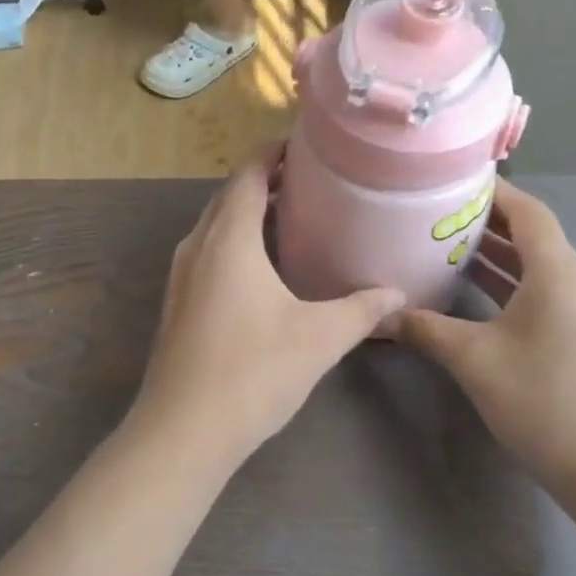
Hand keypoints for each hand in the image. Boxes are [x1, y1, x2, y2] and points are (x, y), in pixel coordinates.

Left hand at [134, 150, 404, 470]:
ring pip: (215, 225)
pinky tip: (262, 266)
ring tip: (290, 215)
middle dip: (263, 180)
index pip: (247, 174)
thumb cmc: (252, 372)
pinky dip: (234, 241)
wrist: (182, 429)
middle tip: (308, 179)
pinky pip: (208, 252)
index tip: (303, 145)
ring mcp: (181, 275)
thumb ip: (361, 310)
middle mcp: (198, 246)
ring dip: (247, 212)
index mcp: (228, 238)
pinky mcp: (178, 302)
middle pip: (228, 196)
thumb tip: (397, 294)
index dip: (271, 153)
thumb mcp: (319, 338)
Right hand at [387, 180, 575, 500]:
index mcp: (559, 273)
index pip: (528, 212)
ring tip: (447, 249)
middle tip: (437, 216)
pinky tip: (475, 299)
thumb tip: (379, 315)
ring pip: (538, 268)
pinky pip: (545, 294)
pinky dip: (511, 286)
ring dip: (497, 257)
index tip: (452, 183)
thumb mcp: (474, 360)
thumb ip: (425, 328)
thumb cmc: (545, 400)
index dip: (494, 192)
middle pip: (533, 237)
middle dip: (486, 224)